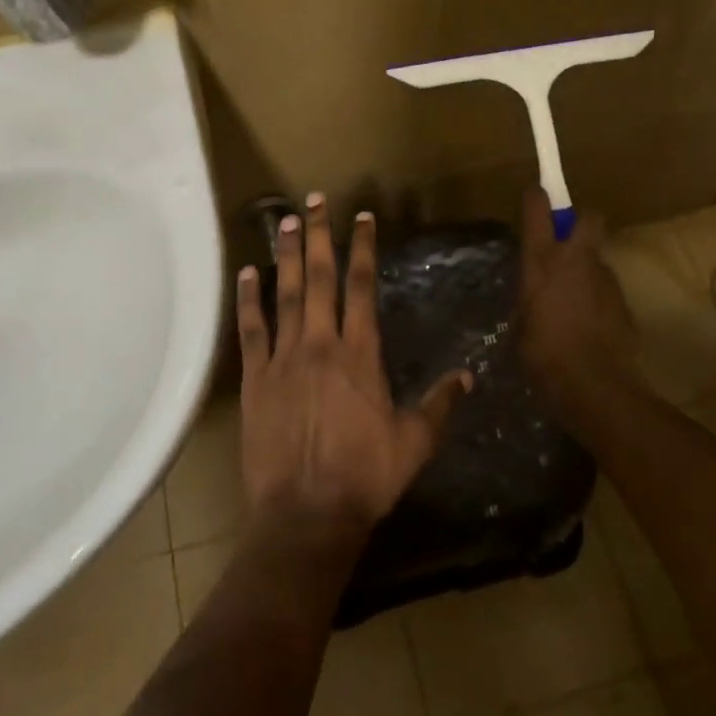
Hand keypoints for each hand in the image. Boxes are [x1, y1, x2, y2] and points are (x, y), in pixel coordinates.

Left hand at [236, 194, 472, 527]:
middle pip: (319, 278)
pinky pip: (251, 330)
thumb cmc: (365, 478)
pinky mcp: (255, 378)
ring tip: (283, 221)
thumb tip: (468, 375)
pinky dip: (248, 300)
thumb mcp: (415, 443)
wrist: (306, 515)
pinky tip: (246, 273)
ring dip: (284, 255)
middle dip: (318, 236)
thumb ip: (440, 404)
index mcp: (361, 354)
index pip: (362, 287)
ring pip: (284, 294)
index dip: (362, 249)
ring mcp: (284, 358)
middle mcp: (321, 344)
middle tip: (314, 200)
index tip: (361, 218)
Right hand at [517, 186, 638, 419]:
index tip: (535, 194)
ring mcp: (604, 278)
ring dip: (585, 268)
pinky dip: (596, 296)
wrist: (595, 387)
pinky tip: (587, 323)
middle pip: (588, 217)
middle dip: (579, 221)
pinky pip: (605, 287)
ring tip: (572, 300)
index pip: (538, 209)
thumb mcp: (520, 325)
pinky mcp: (624, 300)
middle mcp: (575, 260)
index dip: (537, 197)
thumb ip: (527, 300)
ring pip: (596, 256)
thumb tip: (531, 298)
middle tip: (565, 243)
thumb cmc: (543, 356)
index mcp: (542, 262)